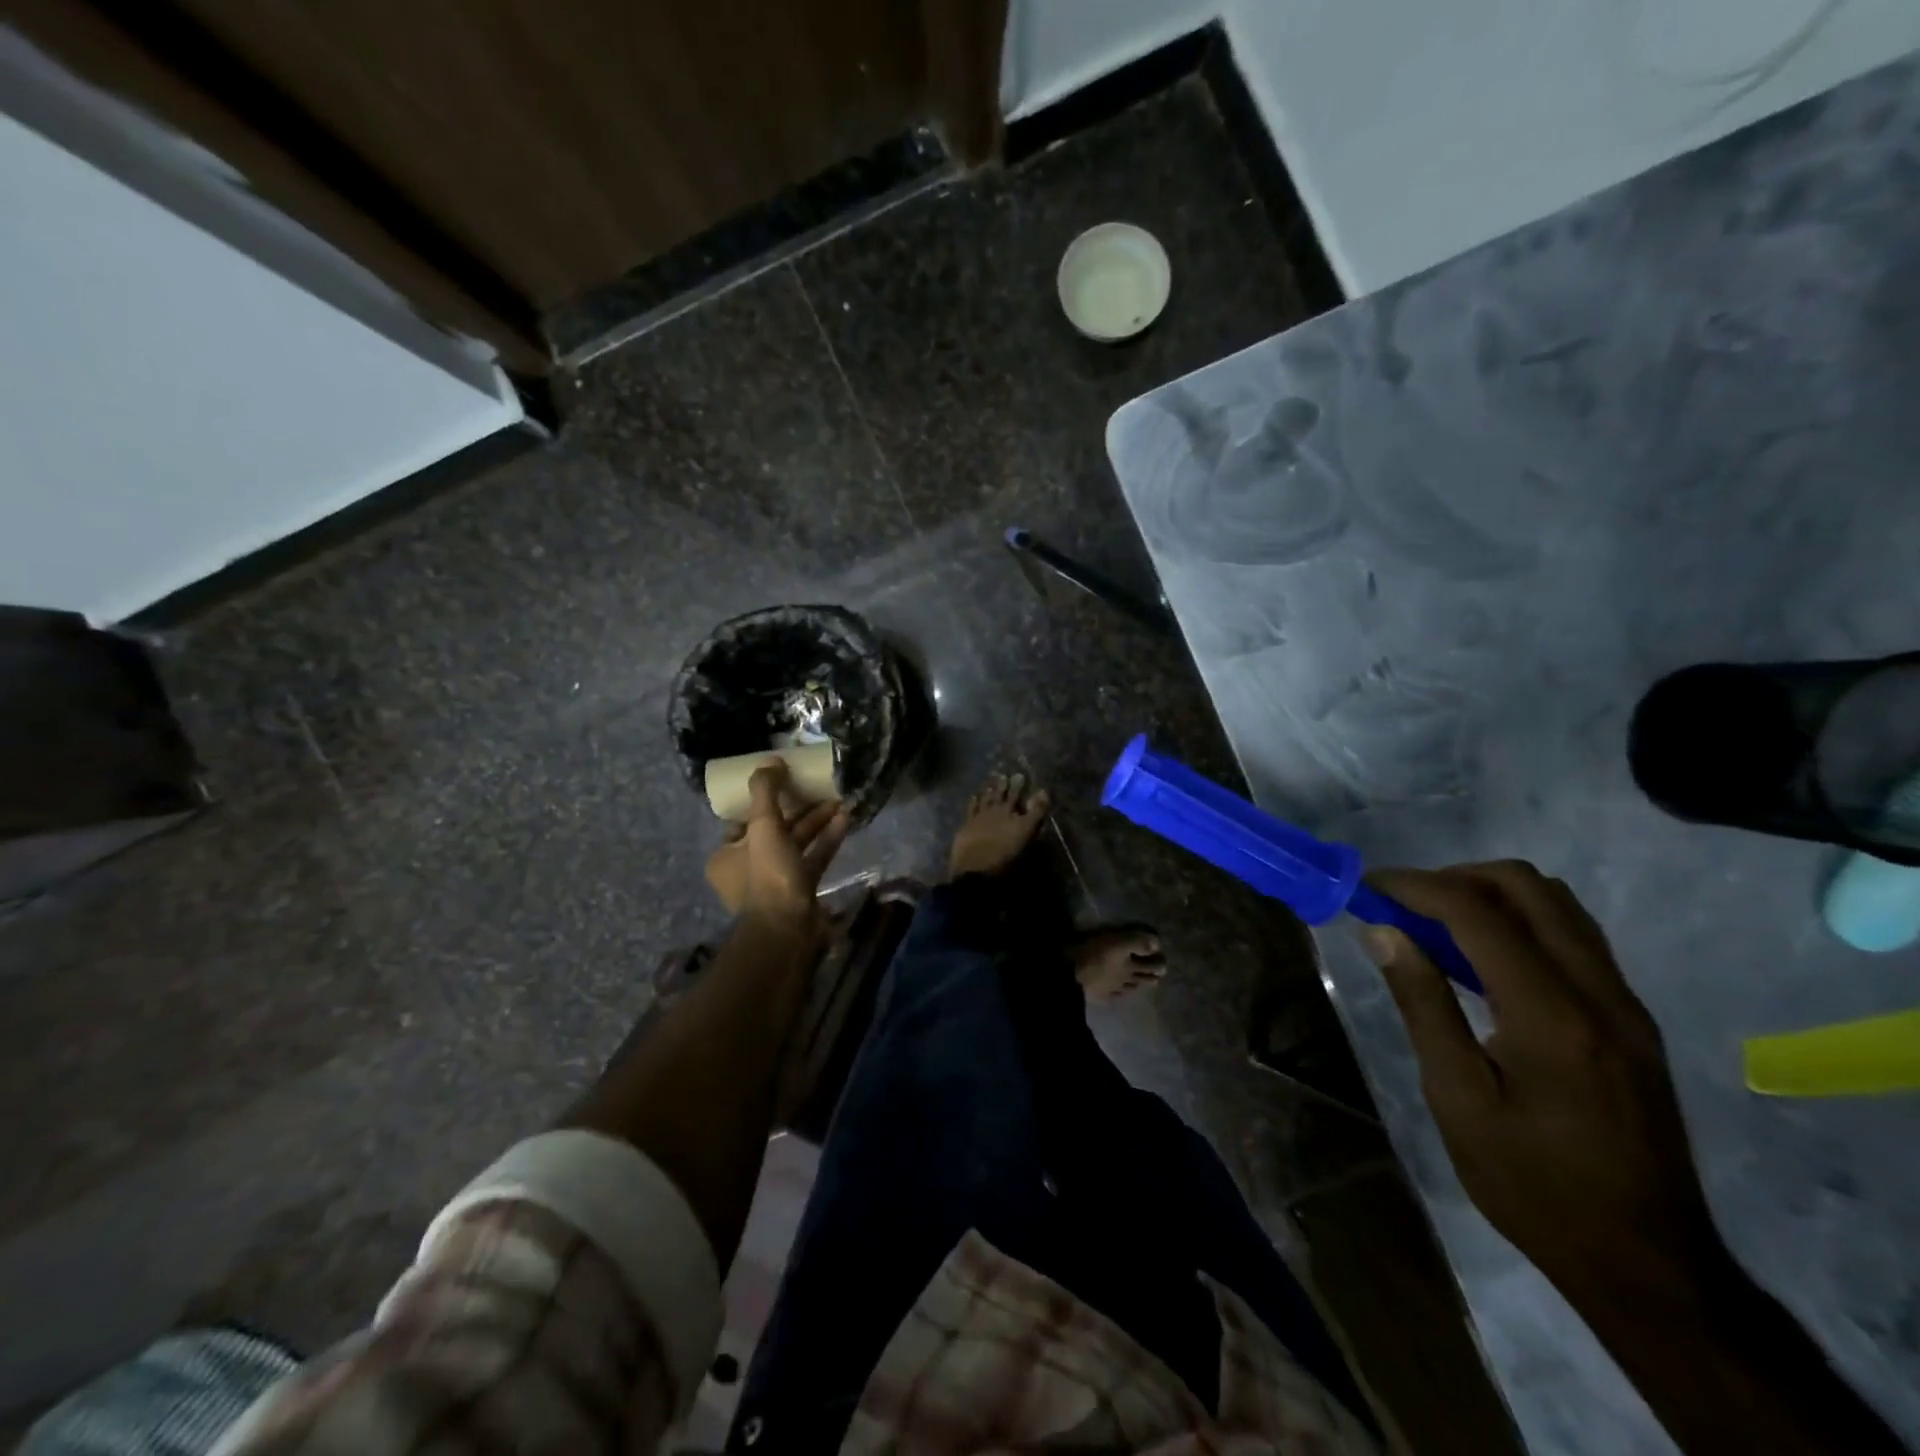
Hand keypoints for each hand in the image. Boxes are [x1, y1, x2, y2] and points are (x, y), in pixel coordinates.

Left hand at [707, 764, 848, 932]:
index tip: (783, 784)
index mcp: (727, 856)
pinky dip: (827, 840)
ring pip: (797, 844)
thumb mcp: (763, 827)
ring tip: (838, 801)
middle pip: (774, 831)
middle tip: (818, 789)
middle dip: (798, 810)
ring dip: (816, 822)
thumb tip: (770, 760)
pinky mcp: (801, 890)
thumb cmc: (767, 875)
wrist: (787, 929)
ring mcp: (776, 881)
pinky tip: (845, 819)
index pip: (744, 822)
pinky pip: (814, 858)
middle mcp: (748, 869)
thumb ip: (765, 791)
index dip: (763, 802)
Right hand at [1363, 861, 1721, 1298]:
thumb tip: (1383, 931)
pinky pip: (1573, 936)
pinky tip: (1482, 961)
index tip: (1368, 888)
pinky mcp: (1632, 1019)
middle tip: (1403, 906)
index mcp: (1551, 1014)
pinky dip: (1520, 922)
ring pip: (1557, 904)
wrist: (1648, 1263)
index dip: (1415, 886)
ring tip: (1436, 927)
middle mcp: (1599, 992)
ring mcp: (1624, 1003)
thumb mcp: (1458, 1099)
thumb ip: (1422, 1004)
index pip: (1476, 911)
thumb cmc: (1533, 1185)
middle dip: (1454, 878)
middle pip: (1526, 886)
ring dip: (1489, 895)